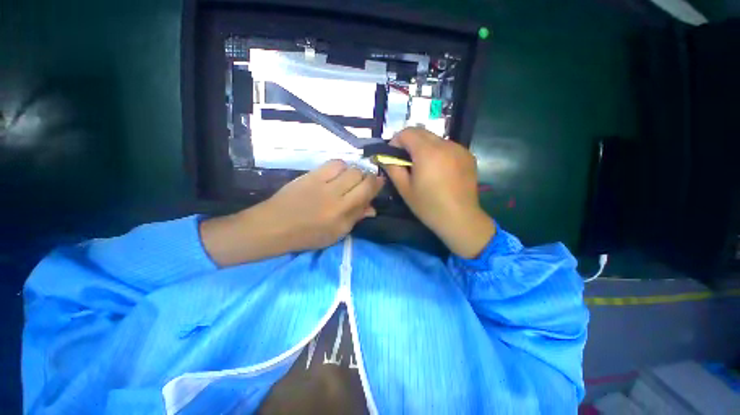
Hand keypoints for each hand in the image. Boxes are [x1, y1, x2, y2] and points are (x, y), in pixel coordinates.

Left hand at [200, 160, 384, 266]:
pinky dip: (340, 167)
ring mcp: (321, 182)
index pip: (367, 190)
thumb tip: (372, 208)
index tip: (379, 182)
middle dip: (366, 177)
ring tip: (349, 179)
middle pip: (359, 174)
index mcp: (342, 212)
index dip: (377, 183)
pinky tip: (337, 174)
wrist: (275, 226)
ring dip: (353, 171)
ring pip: (348, 166)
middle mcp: (334, 194)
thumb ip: (356, 218)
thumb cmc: (308, 235)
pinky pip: (332, 163)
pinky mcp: (310, 175)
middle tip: (363, 183)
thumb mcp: (336, 233)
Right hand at [383, 127, 494, 257]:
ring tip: (423, 167)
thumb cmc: (428, 206)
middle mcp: (445, 144)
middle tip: (405, 161)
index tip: (393, 156)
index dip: (396, 141)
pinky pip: (447, 147)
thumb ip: (392, 168)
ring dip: (424, 147)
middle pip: (421, 132)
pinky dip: (438, 153)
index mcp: (427, 152)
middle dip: (409, 143)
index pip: (407, 132)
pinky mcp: (468, 156)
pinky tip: (439, 170)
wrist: (460, 219)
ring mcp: (459, 149)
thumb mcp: (405, 189)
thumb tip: (384, 157)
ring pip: (435, 139)